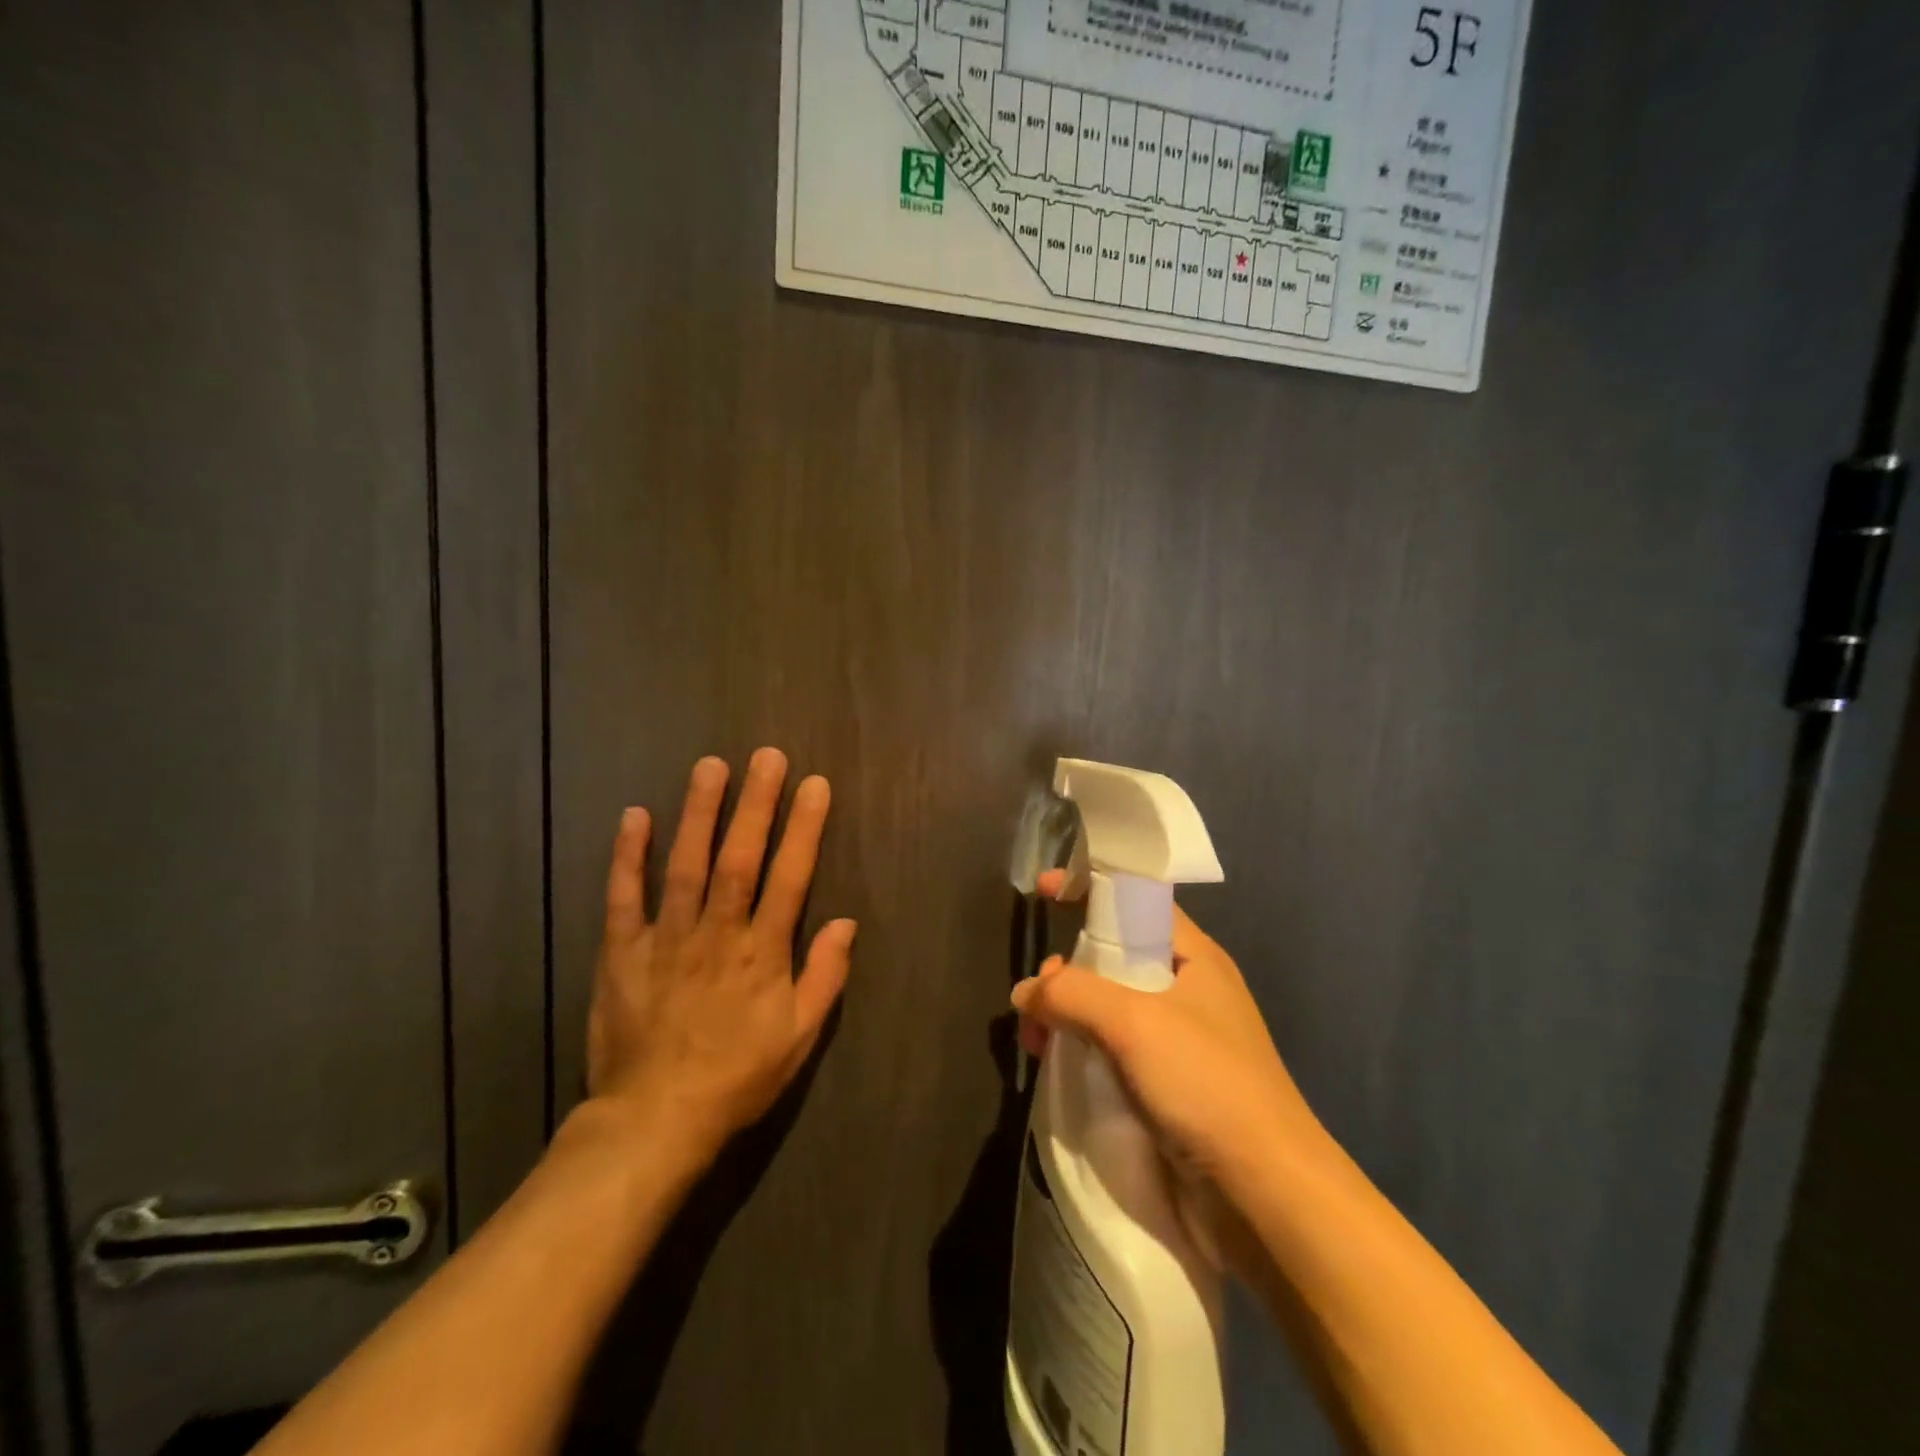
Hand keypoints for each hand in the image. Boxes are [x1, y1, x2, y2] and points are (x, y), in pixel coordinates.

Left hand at [585, 748, 855, 1162]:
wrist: (655, 1120)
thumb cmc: (737, 1078)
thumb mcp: (799, 1038)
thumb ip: (825, 977)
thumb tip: (846, 923)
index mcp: (762, 954)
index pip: (790, 878)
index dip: (804, 828)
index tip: (814, 785)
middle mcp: (717, 934)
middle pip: (740, 859)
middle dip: (756, 804)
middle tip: (767, 756)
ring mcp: (666, 939)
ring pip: (685, 865)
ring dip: (699, 813)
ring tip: (710, 766)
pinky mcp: (622, 952)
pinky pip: (625, 897)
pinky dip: (629, 855)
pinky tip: (635, 815)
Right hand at [1011, 871, 1322, 1208]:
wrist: (1265, 1196)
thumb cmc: (1206, 1083)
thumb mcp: (1133, 1021)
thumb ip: (1072, 992)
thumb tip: (1025, 992)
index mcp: (1194, 958)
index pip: (1137, 901)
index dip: (1091, 888)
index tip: (1043, 891)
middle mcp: (1188, 991)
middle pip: (1114, 958)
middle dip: (1068, 969)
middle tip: (1038, 999)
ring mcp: (1179, 1042)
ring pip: (1108, 1008)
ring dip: (1068, 1015)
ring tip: (1037, 1041)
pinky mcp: (1168, 1087)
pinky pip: (1113, 1051)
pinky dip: (1082, 1051)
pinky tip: (1057, 1068)